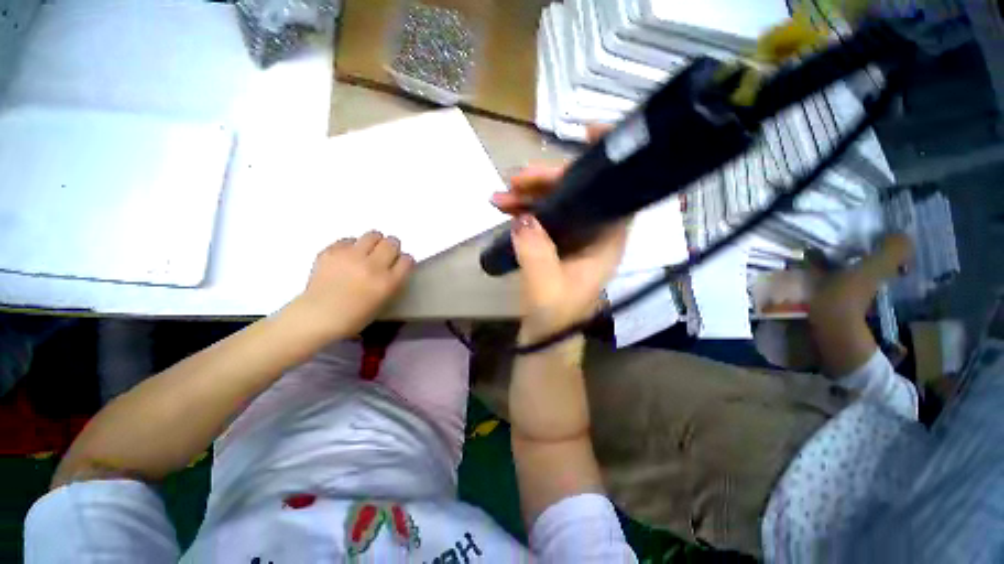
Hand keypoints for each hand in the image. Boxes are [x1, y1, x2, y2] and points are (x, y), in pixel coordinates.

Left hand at [296, 231, 413, 338]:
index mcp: (388, 282)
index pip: (407, 260)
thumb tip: (393, 266)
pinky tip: (347, 257)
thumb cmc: (354, 317)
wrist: (317, 316)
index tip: (399, 265)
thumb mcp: (383, 301)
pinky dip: (351, 246)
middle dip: (391, 247)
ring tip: (367, 252)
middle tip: (385, 255)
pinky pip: (349, 240)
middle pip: (392, 243)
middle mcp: (372, 266)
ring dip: (374, 242)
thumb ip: (393, 282)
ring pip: (373, 235)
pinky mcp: (332, 251)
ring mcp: (351, 256)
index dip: (404, 261)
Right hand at [491, 126, 627, 341]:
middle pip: (579, 192)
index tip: (587, 135)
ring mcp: (573, 238)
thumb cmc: (555, 317)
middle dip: (547, 181)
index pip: (618, 193)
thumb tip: (523, 219)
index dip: (607, 162)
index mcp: (605, 241)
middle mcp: (594, 234)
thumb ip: (536, 253)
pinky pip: (542, 217)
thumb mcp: (547, 287)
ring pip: (556, 203)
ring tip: (500, 195)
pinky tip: (505, 209)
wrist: (545, 335)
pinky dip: (524, 211)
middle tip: (516, 179)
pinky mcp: (555, 244)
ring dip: (529, 195)